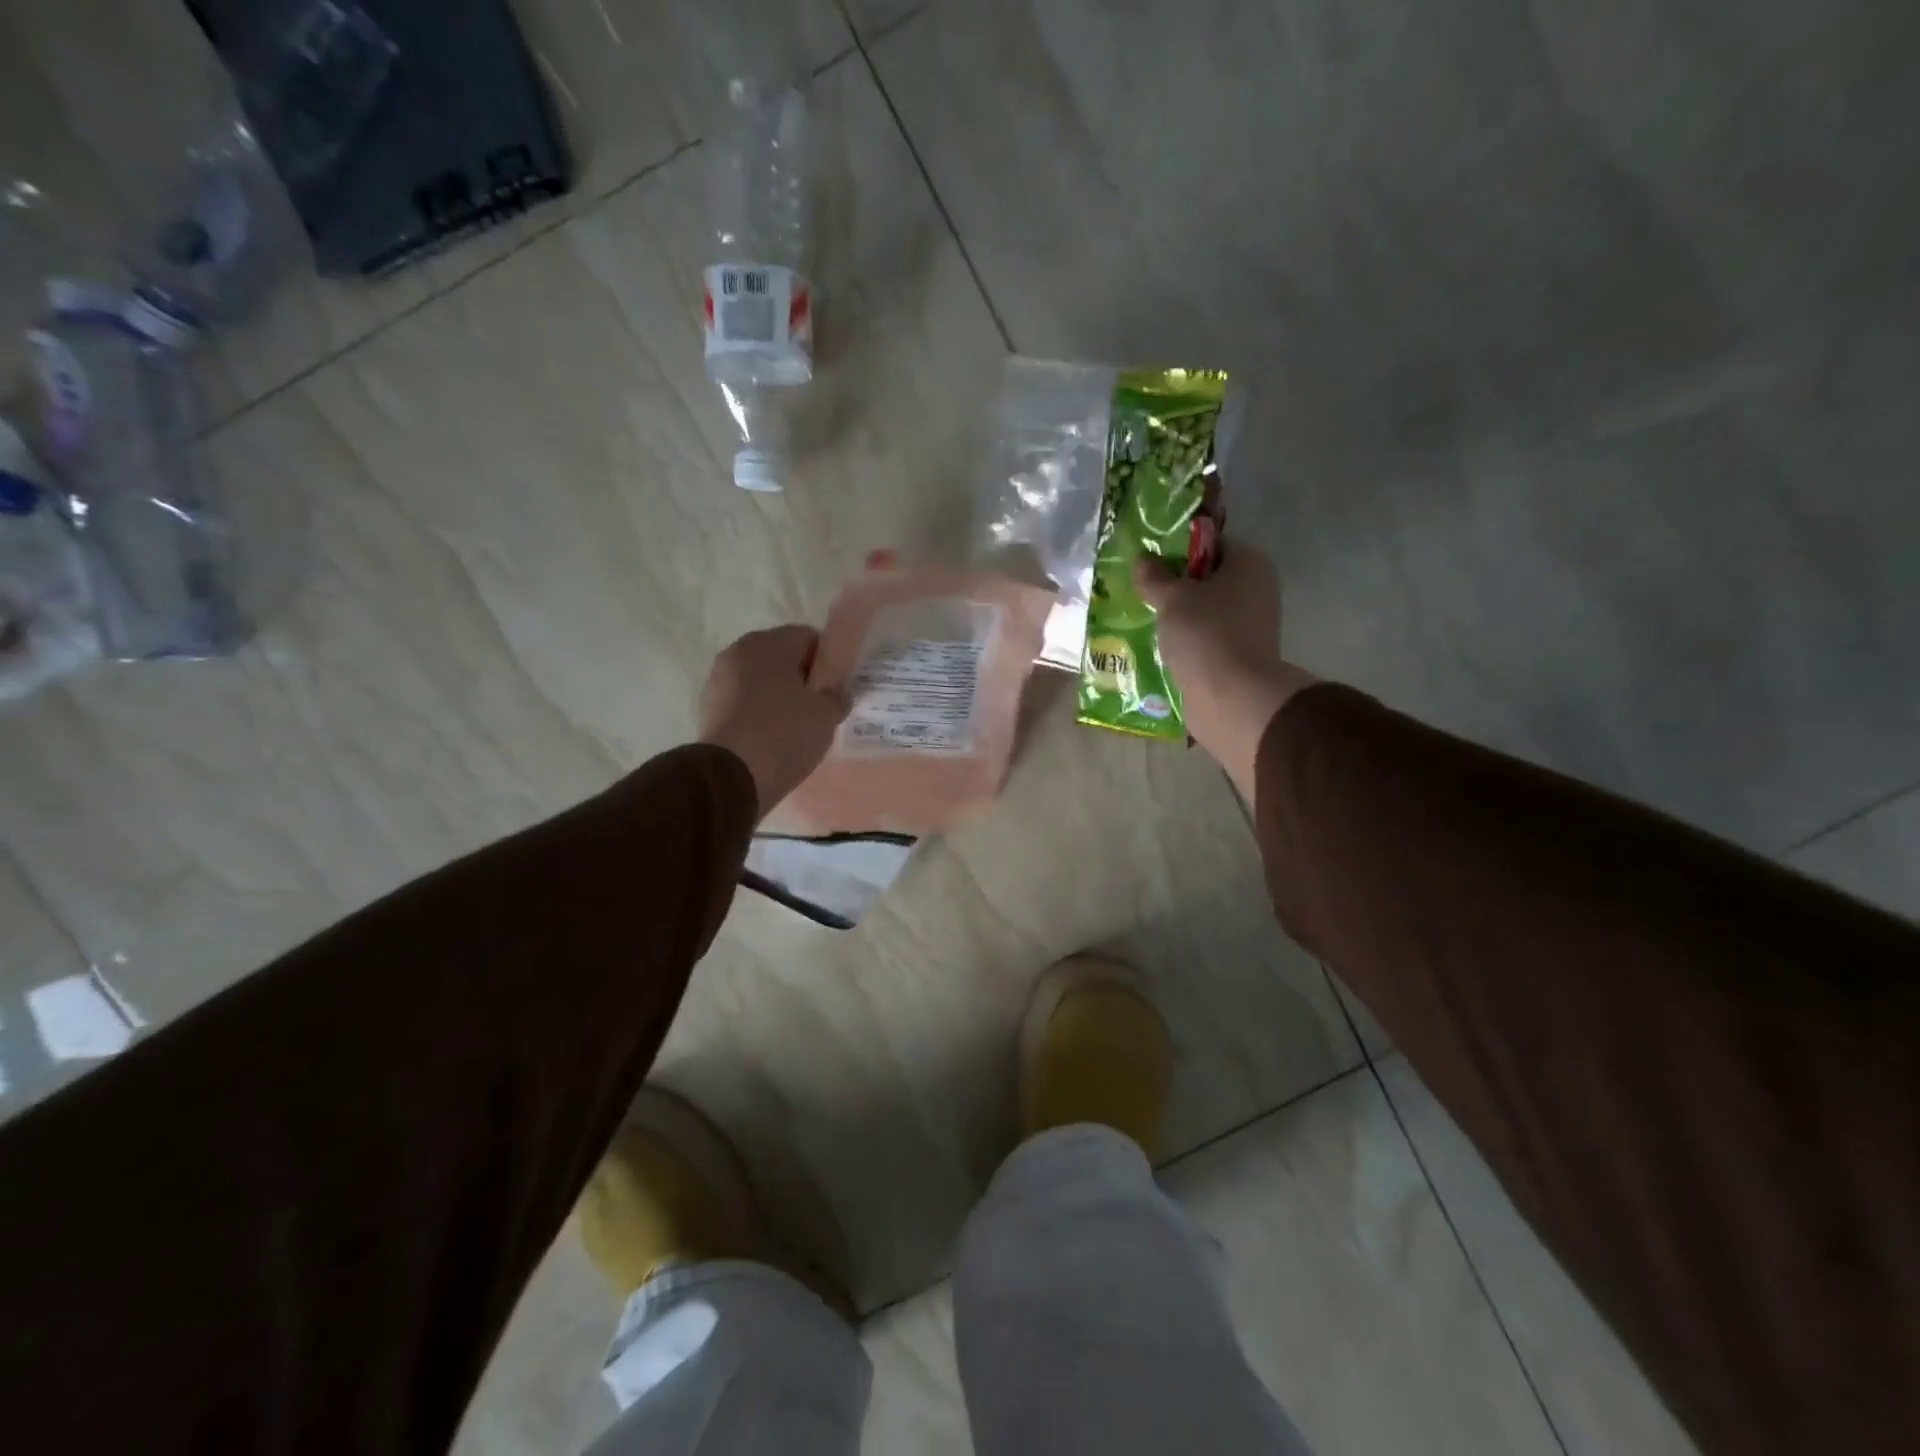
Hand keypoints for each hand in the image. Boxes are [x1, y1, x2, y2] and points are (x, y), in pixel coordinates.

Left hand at [699, 626, 849, 816]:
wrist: (732, 775)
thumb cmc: (785, 732)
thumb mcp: (826, 715)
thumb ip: (837, 696)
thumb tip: (837, 693)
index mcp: (769, 642)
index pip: (808, 637)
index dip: (827, 661)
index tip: (836, 687)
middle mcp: (738, 651)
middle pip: (781, 658)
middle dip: (801, 678)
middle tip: (819, 707)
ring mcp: (718, 680)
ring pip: (760, 681)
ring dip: (778, 696)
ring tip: (796, 727)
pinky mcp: (708, 709)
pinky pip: (743, 703)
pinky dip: (758, 714)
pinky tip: (772, 738)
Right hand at [1135, 548, 1316, 797]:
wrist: (1231, 696)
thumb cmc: (1205, 633)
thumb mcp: (1171, 598)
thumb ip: (1154, 576)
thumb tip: (1144, 559)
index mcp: (1250, 564)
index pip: (1213, 545)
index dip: (1181, 550)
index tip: (1152, 563)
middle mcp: (1257, 590)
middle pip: (1210, 580)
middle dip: (1177, 587)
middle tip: (1143, 592)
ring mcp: (1251, 626)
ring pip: (1206, 613)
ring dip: (1179, 618)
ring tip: (1145, 621)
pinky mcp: (1240, 656)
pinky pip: (1207, 640)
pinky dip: (1187, 642)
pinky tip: (1160, 648)